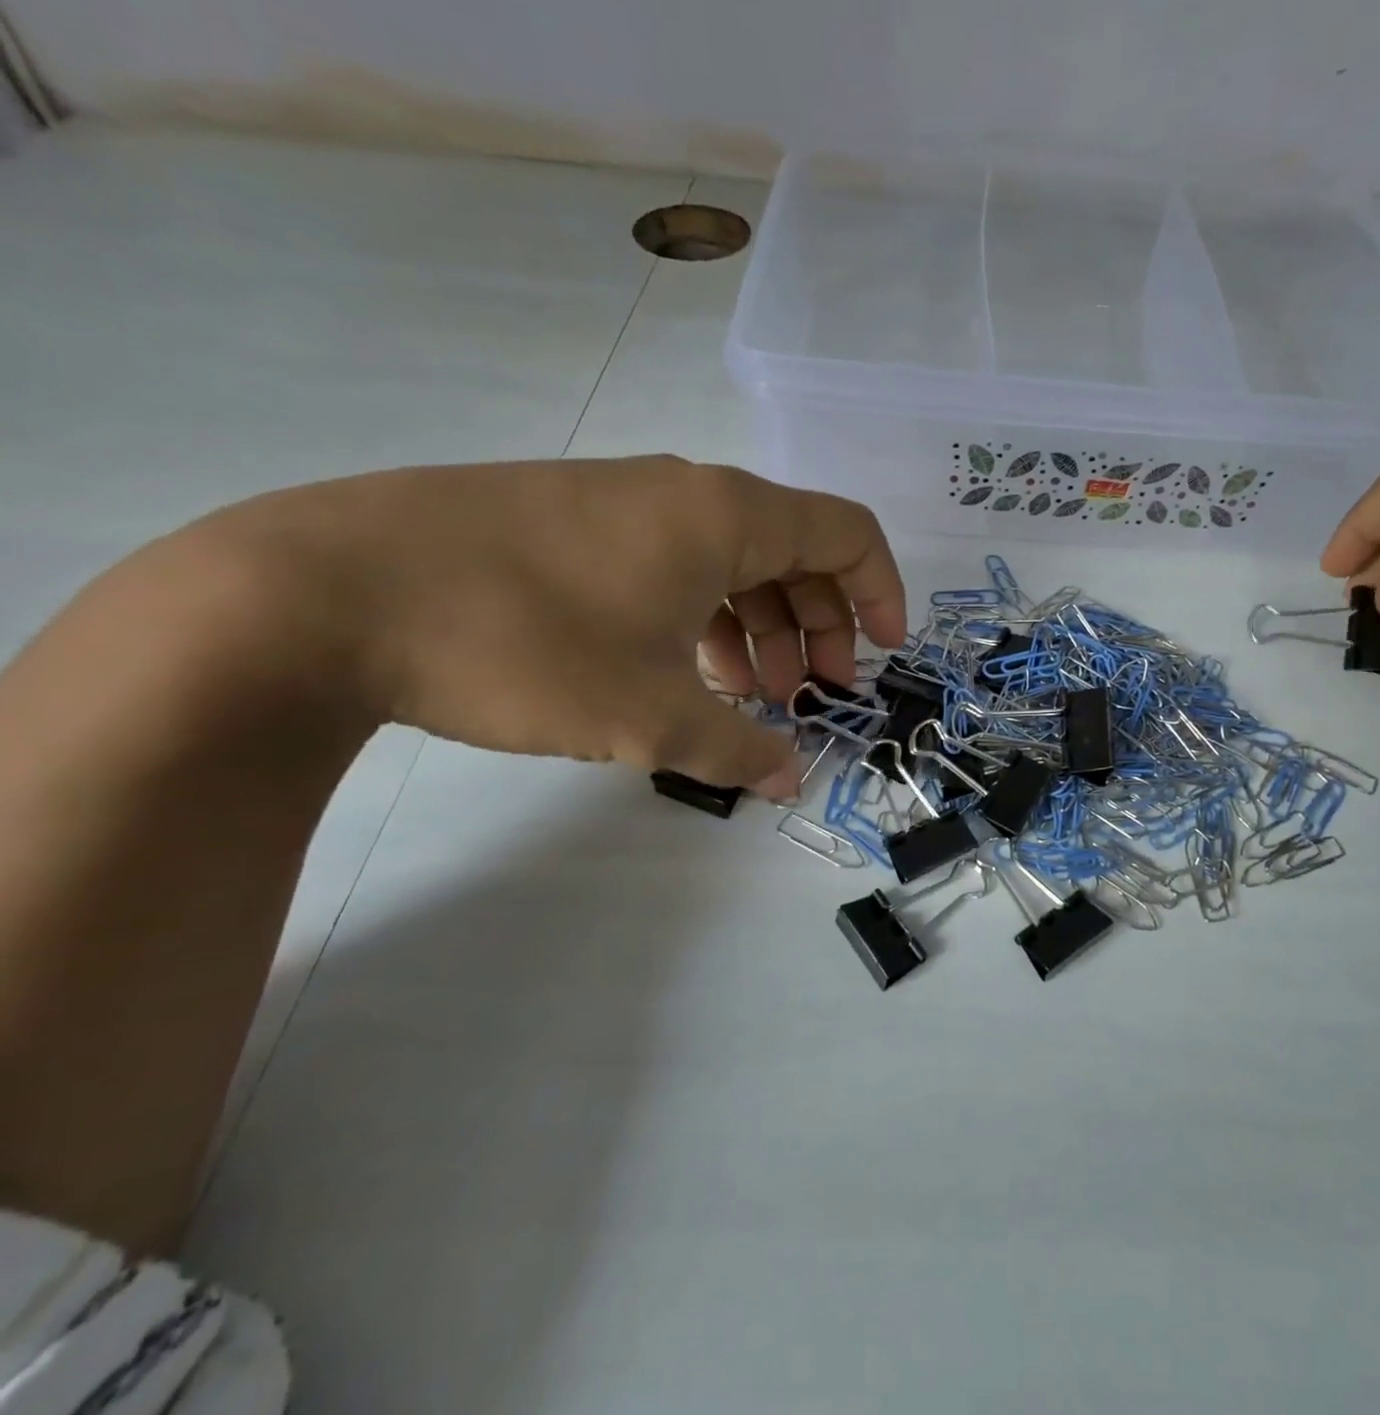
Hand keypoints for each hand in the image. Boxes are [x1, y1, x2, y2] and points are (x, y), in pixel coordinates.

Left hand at [216, 456, 906, 796]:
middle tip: (813, 695)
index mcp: (724, 516)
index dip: (881, 593)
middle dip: (820, 626)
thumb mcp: (650, 716)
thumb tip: (788, 783)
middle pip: (794, 550)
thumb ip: (737, 751)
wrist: (322, 594)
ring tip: (750, 696)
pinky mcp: (570, 523)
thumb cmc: (523, 644)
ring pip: (731, 561)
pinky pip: (673, 565)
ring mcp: (622, 503)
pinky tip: (682, 671)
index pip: (846, 532)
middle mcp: (684, 493)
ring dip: (760, 629)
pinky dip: (703, 618)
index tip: (884, 654)